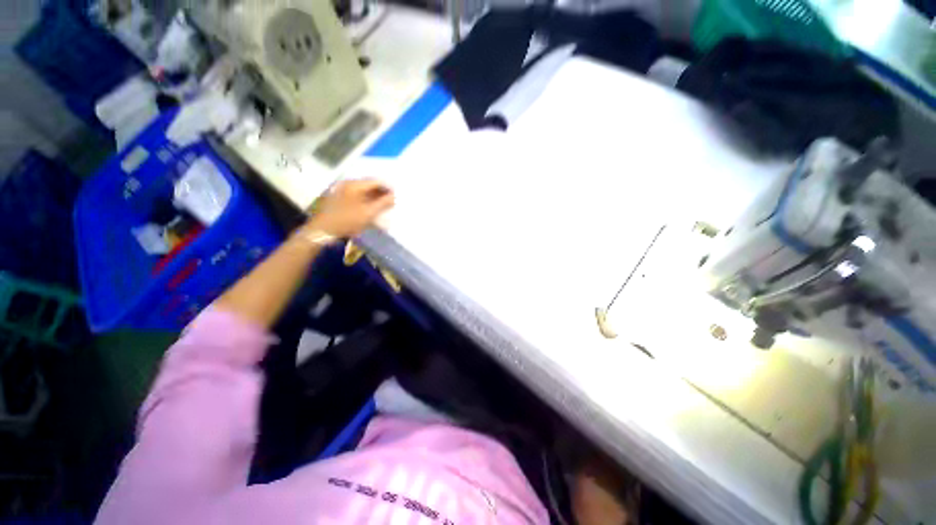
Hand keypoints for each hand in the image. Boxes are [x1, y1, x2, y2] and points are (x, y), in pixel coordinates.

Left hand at [306, 179, 394, 238]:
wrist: (322, 231)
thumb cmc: (347, 220)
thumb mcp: (368, 213)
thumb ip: (383, 203)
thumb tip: (394, 196)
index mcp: (354, 184)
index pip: (375, 181)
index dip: (388, 187)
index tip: (397, 195)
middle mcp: (347, 184)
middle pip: (368, 185)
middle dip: (381, 193)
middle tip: (391, 201)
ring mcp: (341, 191)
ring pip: (362, 191)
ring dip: (374, 197)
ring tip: (382, 206)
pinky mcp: (338, 199)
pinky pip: (356, 197)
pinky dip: (365, 201)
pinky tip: (370, 209)